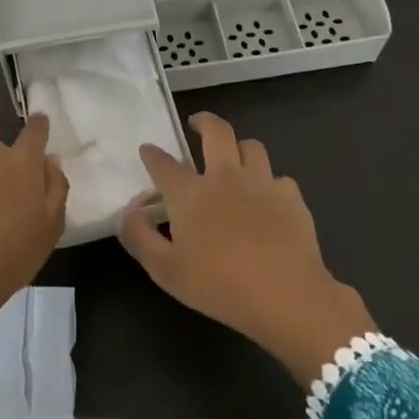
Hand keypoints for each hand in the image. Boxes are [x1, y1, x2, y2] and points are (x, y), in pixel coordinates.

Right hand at [119, 112, 377, 386]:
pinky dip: (270, 183)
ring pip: (251, 146)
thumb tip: (127, 212)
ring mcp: (262, 184)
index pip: (164, 163)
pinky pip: (279, 178)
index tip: (147, 151)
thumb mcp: (165, 270)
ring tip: (234, 158)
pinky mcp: (292, 198)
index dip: (152, 154)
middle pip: (216, 131)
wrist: (287, 297)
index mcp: (190, 193)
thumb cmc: (219, 285)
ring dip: (239, 148)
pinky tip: (267, 199)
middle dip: (203, 121)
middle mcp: (225, 177)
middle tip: (196, 125)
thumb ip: (139, 237)